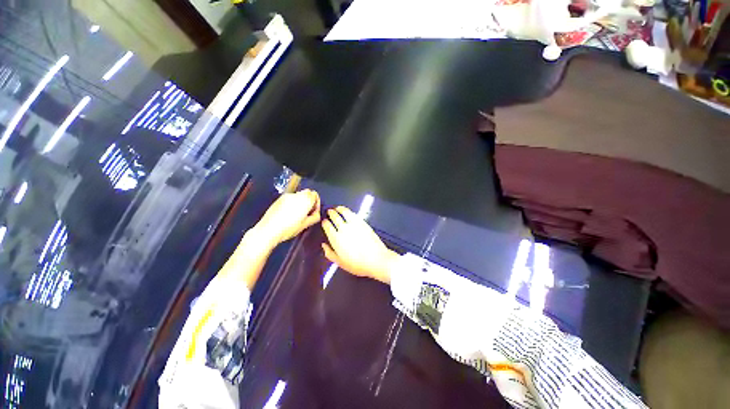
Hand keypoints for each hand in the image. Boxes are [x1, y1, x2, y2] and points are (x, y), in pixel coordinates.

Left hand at [253, 189, 320, 247]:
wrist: (269, 230)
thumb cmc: (287, 228)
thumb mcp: (305, 225)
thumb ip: (314, 217)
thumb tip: (316, 214)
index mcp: (306, 200)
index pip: (315, 195)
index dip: (316, 203)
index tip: (314, 211)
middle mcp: (297, 195)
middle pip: (307, 193)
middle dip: (309, 201)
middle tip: (307, 212)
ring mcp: (287, 196)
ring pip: (299, 195)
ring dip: (300, 202)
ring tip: (297, 214)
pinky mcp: (279, 199)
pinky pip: (290, 198)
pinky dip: (292, 203)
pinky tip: (289, 213)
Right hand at [321, 206, 398, 283]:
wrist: (376, 260)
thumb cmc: (357, 264)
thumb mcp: (340, 263)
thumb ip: (330, 253)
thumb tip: (324, 245)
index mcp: (336, 239)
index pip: (327, 226)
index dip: (324, 222)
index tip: (324, 221)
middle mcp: (343, 229)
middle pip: (334, 216)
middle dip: (330, 213)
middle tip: (329, 211)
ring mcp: (354, 224)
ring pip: (344, 212)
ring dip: (339, 209)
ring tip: (337, 208)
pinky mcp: (363, 222)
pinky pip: (353, 214)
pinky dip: (348, 211)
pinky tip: (347, 212)